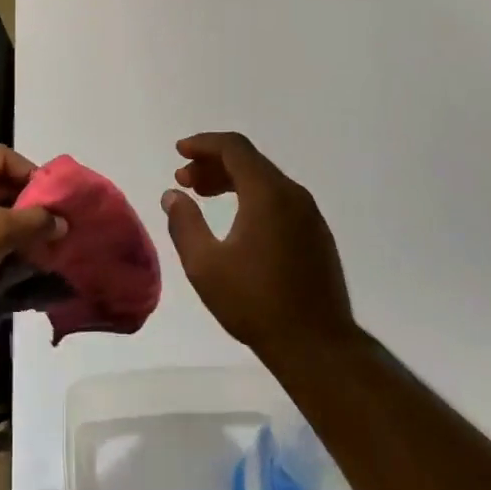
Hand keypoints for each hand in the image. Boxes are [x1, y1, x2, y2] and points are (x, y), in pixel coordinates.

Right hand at [161, 132, 353, 362]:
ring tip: (203, 196)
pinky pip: (278, 199)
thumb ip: (184, 223)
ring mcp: (309, 215)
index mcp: (268, 194)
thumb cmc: (255, 303)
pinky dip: (251, 196)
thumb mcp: (205, 265)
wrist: (317, 345)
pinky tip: (235, 220)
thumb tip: (173, 195)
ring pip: (265, 180)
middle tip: (184, 180)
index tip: (179, 152)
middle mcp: (293, 195)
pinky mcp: (316, 234)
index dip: (203, 144)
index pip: (234, 148)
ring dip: (231, 180)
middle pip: (249, 161)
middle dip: (212, 163)